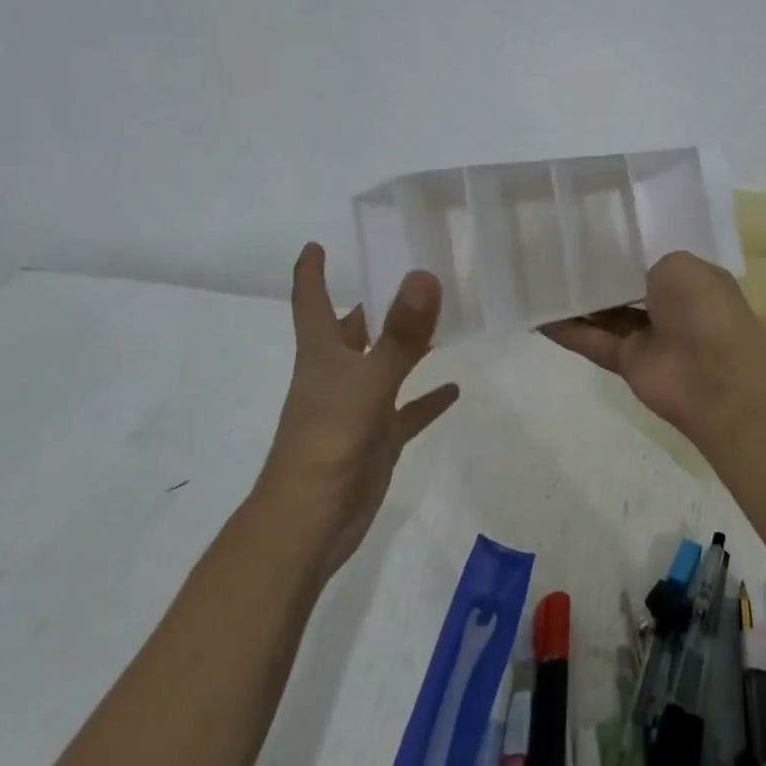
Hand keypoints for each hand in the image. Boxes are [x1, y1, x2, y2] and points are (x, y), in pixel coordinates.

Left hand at [255, 243, 459, 579]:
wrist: (311, 521)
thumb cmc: (329, 441)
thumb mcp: (368, 381)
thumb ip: (400, 333)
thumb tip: (424, 275)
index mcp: (321, 353)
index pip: (310, 300)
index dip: (311, 271)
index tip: (317, 243)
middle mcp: (337, 373)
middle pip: (353, 327)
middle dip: (375, 301)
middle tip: (412, 270)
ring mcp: (357, 407)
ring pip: (385, 364)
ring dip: (409, 344)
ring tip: (445, 317)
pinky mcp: (377, 438)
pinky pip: (407, 411)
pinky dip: (427, 398)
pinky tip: (454, 388)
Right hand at [540, 251, 765, 449]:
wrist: (717, 377)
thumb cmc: (704, 309)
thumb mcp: (679, 264)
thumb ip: (646, 263)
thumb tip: (625, 274)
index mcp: (688, 278)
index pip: (650, 257)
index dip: (621, 245)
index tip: (587, 228)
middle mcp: (669, 305)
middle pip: (623, 285)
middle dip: (594, 271)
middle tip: (553, 249)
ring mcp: (648, 336)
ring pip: (604, 314)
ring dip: (575, 300)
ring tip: (537, 278)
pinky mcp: (628, 362)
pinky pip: (592, 342)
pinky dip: (566, 331)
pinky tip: (537, 315)